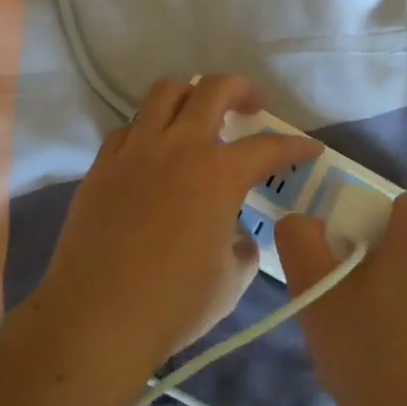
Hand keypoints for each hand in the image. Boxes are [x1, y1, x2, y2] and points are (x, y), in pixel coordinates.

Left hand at [37, 76, 320, 377]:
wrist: (97, 316)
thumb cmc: (174, 303)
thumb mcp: (231, 281)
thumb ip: (242, 249)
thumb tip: (236, 239)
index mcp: (219, 174)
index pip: (268, 146)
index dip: (295, 146)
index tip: (309, 149)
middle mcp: (178, 147)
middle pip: (214, 89)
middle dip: (241, 90)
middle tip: (252, 106)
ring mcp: (135, 151)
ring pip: (163, 93)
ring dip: (190, 96)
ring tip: (198, 117)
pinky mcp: (102, 165)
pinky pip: (129, 128)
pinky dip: (148, 129)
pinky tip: (154, 153)